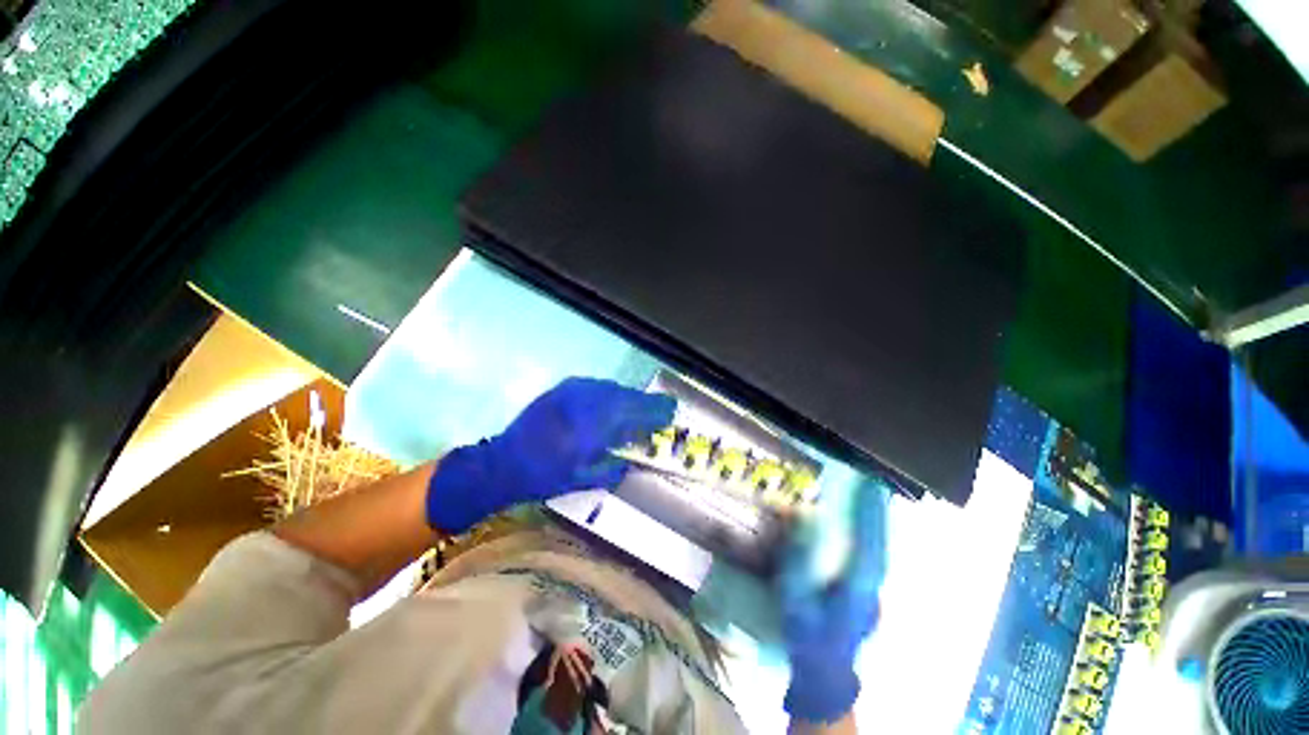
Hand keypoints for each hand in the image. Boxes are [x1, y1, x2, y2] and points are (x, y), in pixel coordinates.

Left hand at [426, 377, 675, 533]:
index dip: (656, 411)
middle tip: (663, 407)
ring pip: (613, 388)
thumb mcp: (582, 480)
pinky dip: (610, 392)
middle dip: (647, 402)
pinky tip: (612, 401)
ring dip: (629, 397)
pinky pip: (596, 385)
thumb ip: (613, 468)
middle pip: (627, 397)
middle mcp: (587, 403)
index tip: (672, 411)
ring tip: (639, 406)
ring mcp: (573, 391)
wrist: (502, 461)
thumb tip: (633, 460)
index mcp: (593, 428)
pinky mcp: (563, 387)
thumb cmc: (544, 476)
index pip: (634, 413)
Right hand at [777, 482, 887, 723]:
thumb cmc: (808, 637)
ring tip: (870, 498)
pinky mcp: (868, 594)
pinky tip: (863, 528)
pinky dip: (872, 538)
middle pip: (881, 543)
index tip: (869, 485)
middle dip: (878, 512)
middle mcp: (873, 588)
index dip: (870, 513)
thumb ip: (795, 559)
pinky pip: (873, 558)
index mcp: (857, 588)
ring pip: (881, 550)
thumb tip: (798, 519)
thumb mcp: (794, 599)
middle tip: (871, 484)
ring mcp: (874, 593)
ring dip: (877, 524)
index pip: (869, 543)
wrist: (825, 676)